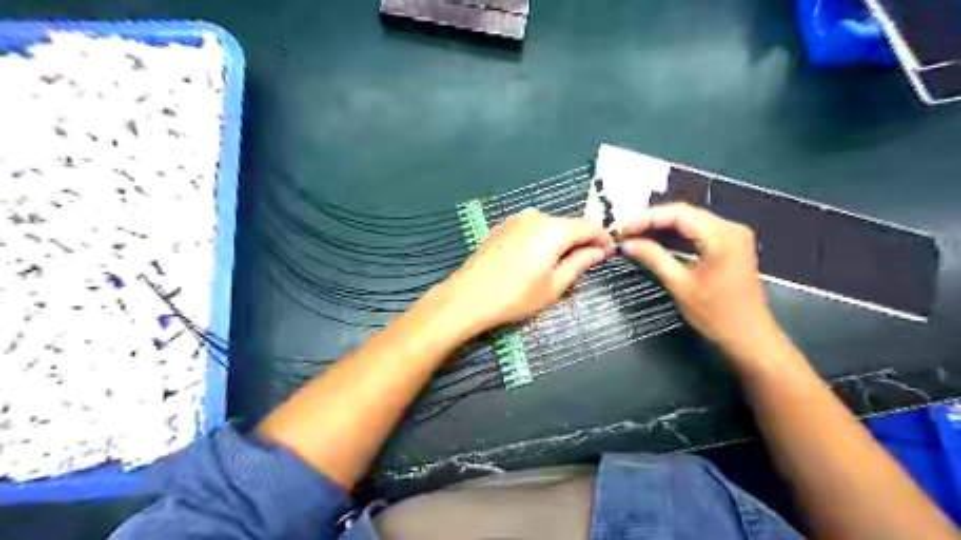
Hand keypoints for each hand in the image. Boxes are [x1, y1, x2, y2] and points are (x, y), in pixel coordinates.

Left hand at [443, 210, 614, 332]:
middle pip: (567, 225)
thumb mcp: (554, 286)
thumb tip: (599, 251)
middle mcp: (535, 217)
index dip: (602, 238)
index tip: (610, 252)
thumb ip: (579, 264)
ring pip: (548, 227)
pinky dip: (541, 240)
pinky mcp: (501, 228)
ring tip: (561, 264)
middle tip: (587, 262)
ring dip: (560, 241)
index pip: (588, 226)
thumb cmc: (516, 296)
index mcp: (553, 229)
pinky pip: (531, 230)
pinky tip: (537, 259)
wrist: (467, 297)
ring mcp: (515, 220)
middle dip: (580, 240)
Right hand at [619, 202, 784, 366]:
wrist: (750, 338)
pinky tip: (658, 240)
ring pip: (690, 220)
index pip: (677, 213)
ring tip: (636, 236)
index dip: (646, 218)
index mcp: (721, 235)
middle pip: (684, 213)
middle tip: (626, 234)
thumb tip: (627, 244)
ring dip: (662, 226)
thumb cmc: (716, 315)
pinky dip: (676, 234)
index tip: (624, 231)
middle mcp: (730, 228)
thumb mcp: (680, 285)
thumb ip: (654, 258)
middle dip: (652, 220)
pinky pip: (698, 230)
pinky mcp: (731, 244)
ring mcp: (733, 235)